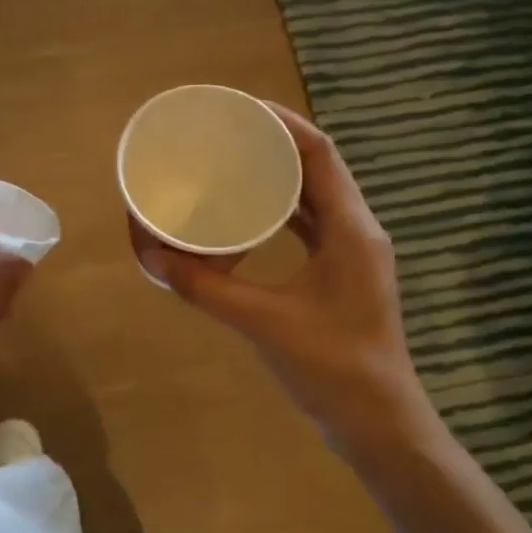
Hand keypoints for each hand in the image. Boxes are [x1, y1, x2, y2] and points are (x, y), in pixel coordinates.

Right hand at [131, 105, 441, 464]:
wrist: (379, 424)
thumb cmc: (332, 368)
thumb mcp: (263, 322)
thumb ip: (206, 288)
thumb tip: (152, 257)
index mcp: (351, 229)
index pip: (320, 152)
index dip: (282, 122)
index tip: (239, 108)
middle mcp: (357, 231)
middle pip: (317, 167)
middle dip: (273, 144)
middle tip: (225, 135)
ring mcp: (353, 254)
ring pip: (315, 197)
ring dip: (278, 176)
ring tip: (232, 164)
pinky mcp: (342, 275)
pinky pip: (311, 226)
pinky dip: (281, 212)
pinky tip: (248, 216)